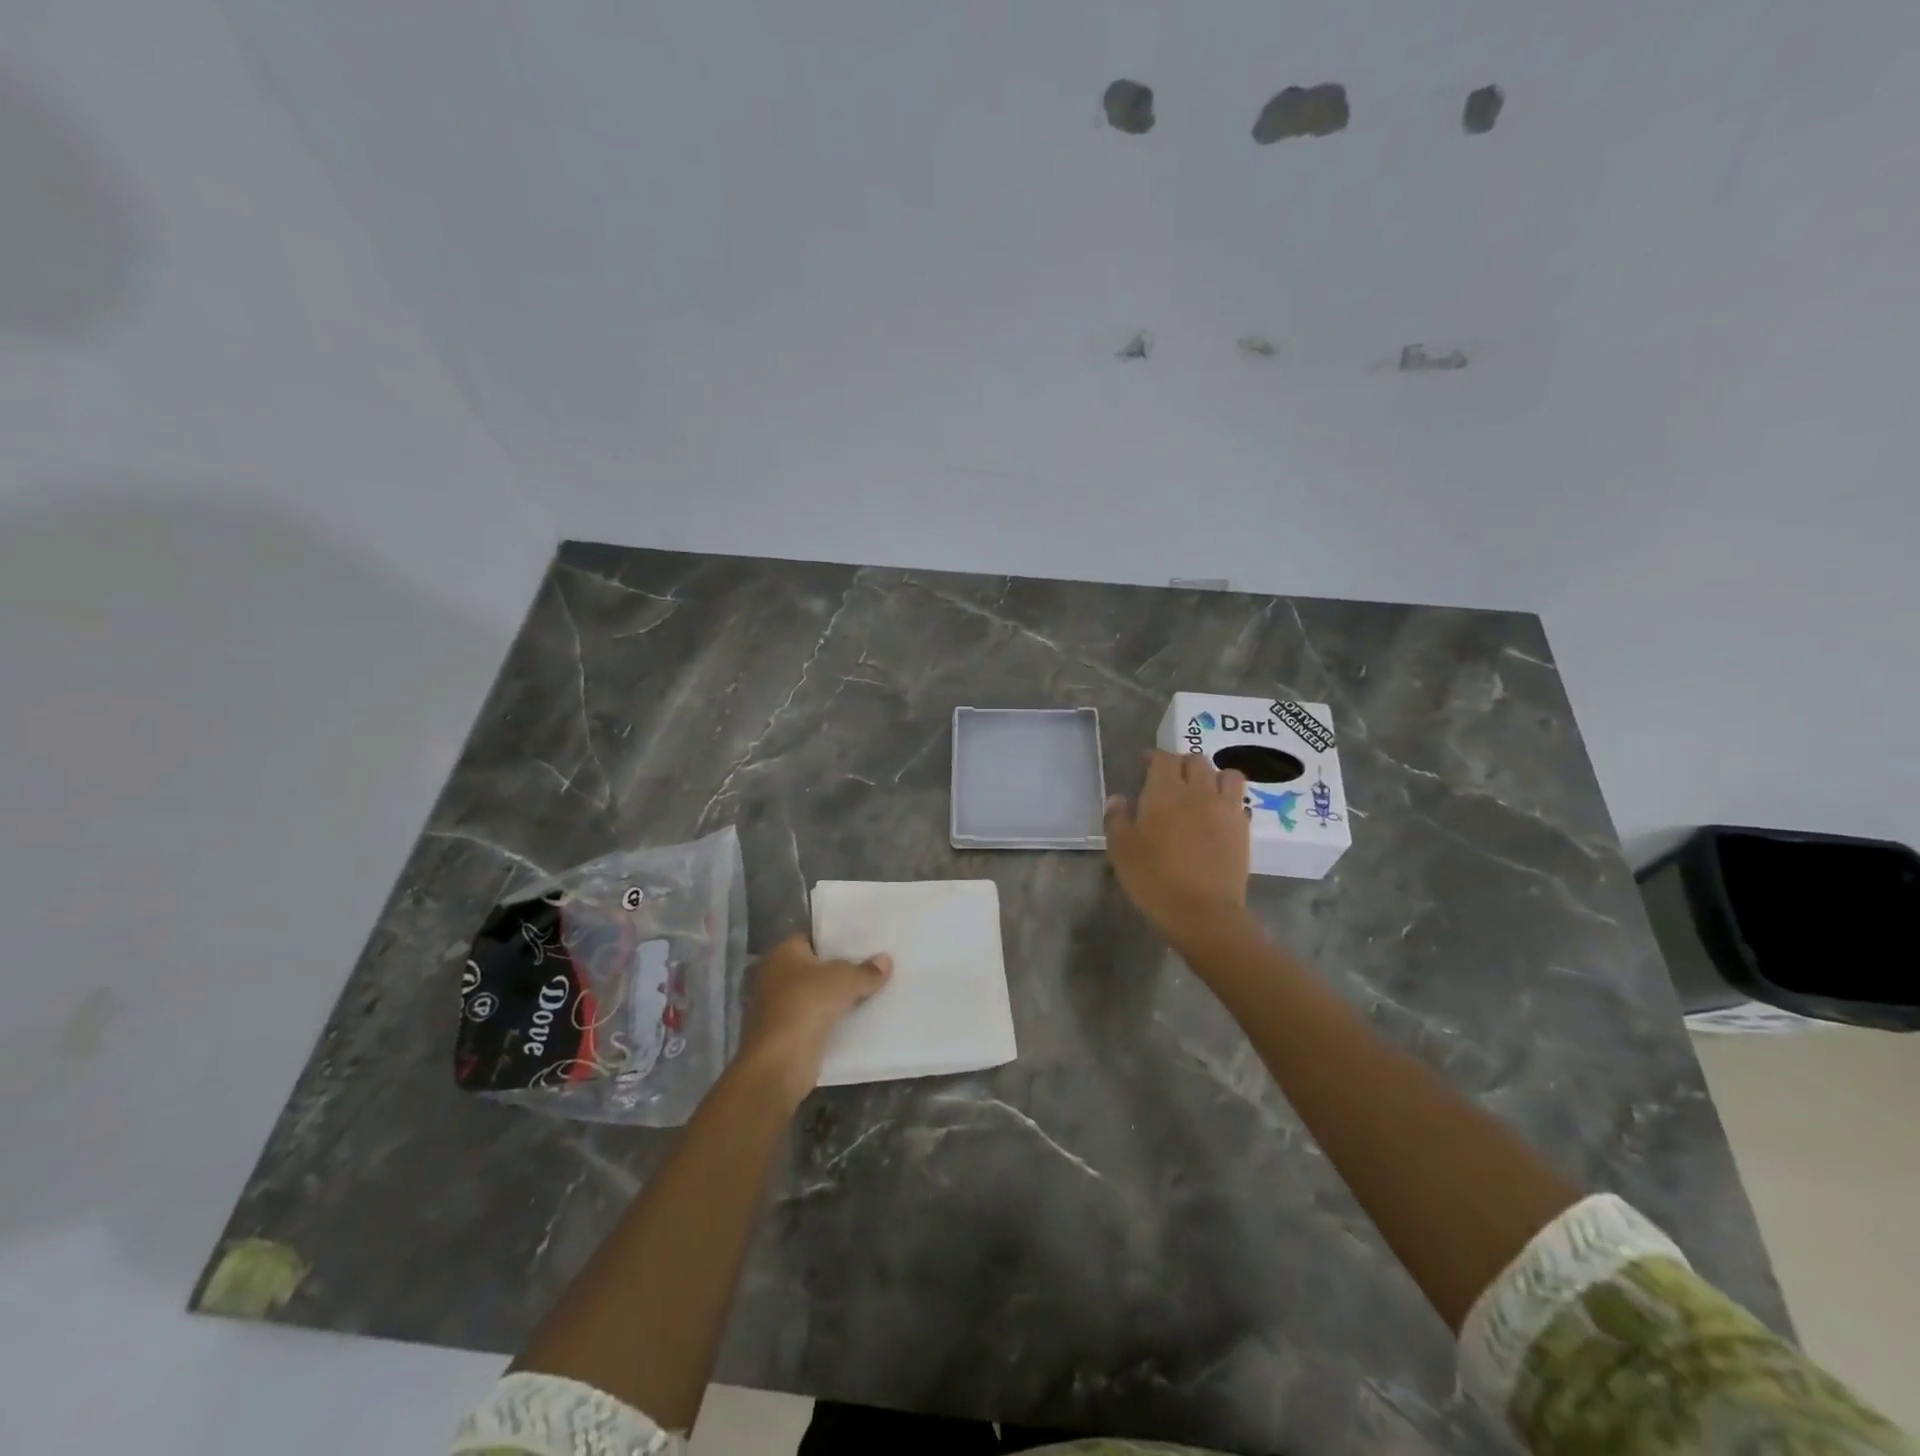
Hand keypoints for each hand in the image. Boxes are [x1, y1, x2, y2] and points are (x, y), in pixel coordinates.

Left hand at [740, 933, 891, 1090]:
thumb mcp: (844, 980)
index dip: (837, 939)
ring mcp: (777, 1007)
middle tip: (874, 965)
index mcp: (782, 953)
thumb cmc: (806, 1005)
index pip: (813, 937)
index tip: (864, 942)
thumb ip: (866, 970)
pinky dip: (831, 1020)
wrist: (779, 1062)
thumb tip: (885, 961)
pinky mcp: (784, 1034)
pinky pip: (814, 1019)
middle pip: (815, 967)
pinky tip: (858, 1019)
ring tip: (872, 991)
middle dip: (840, 969)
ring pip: (815, 995)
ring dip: (836, 997)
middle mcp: (774, 976)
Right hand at [1105, 751, 1251, 947]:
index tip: (1144, 765)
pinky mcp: (1242, 829)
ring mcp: (1225, 809)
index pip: (1163, 758)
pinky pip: (1238, 800)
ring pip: (1225, 774)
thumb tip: (1118, 799)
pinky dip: (1227, 799)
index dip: (1153, 757)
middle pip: (1195, 761)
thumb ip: (1117, 818)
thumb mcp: (1121, 850)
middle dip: (1181, 764)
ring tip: (1201, 791)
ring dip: (1212, 776)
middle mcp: (1198, 791)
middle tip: (1170, 779)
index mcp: (1165, 791)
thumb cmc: (1154, 879)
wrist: (1202, 913)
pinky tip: (1216, 814)